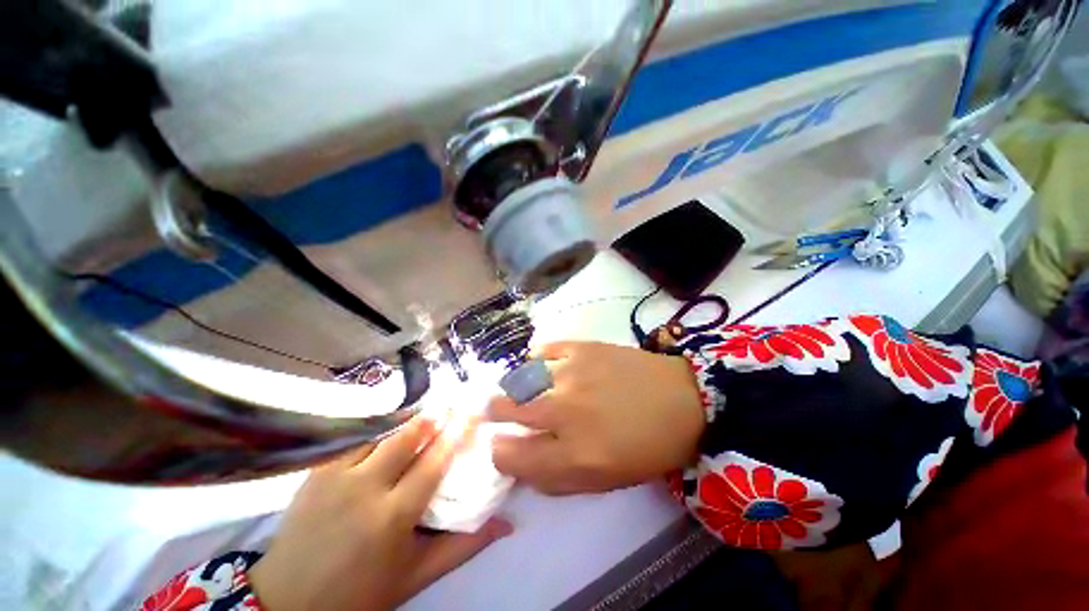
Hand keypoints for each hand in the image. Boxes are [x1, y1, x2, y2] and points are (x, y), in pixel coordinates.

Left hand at [249, 417, 513, 610]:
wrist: (288, 600)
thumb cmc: (360, 591)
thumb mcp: (416, 575)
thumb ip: (464, 546)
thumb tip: (507, 523)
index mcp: (392, 516)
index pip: (433, 462)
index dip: (457, 433)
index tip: (473, 412)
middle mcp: (364, 488)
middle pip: (406, 437)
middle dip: (433, 417)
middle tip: (451, 406)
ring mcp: (336, 475)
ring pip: (381, 432)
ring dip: (407, 421)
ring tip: (425, 414)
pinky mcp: (318, 471)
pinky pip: (356, 439)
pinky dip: (378, 429)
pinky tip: (388, 429)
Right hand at [489, 342, 704, 494]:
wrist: (682, 399)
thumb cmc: (646, 447)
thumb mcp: (603, 480)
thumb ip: (555, 477)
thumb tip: (520, 463)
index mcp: (572, 454)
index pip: (508, 455)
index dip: (499, 452)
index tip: (504, 446)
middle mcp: (564, 411)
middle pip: (505, 408)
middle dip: (496, 413)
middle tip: (501, 411)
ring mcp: (571, 373)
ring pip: (518, 377)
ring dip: (514, 387)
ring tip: (522, 388)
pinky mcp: (581, 347)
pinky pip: (542, 350)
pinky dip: (535, 360)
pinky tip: (542, 367)